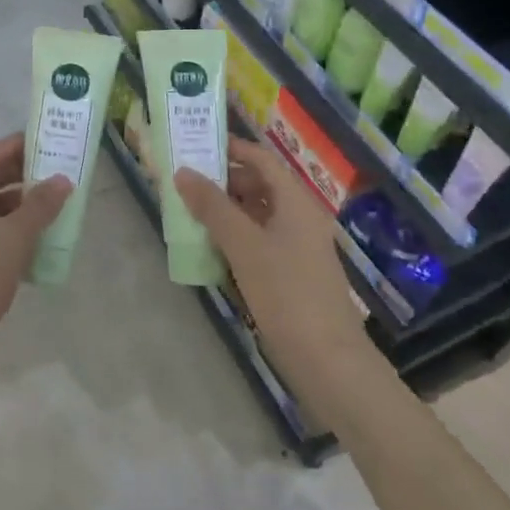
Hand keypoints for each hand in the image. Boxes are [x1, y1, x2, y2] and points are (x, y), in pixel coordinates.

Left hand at [0, 134, 71, 374]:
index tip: (53, 142)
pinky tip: (35, 240)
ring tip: (55, 206)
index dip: (22, 145)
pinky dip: (9, 227)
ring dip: (20, 203)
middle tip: (61, 173)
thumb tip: (62, 180)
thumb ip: (39, 206)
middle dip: (24, 174)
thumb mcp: (13, 240)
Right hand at [174, 140, 371, 401]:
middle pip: (259, 185)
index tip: (195, 147)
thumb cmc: (287, 293)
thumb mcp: (244, 245)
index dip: (231, 149)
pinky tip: (211, 248)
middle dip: (223, 181)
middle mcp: (300, 217)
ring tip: (190, 213)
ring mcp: (297, 247)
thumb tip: (182, 172)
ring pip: (257, 214)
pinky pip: (259, 241)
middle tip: (185, 183)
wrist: (327, 361)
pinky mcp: (291, 273)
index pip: (261, 159)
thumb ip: (212, 206)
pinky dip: (235, 237)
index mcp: (296, 201)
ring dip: (226, 210)